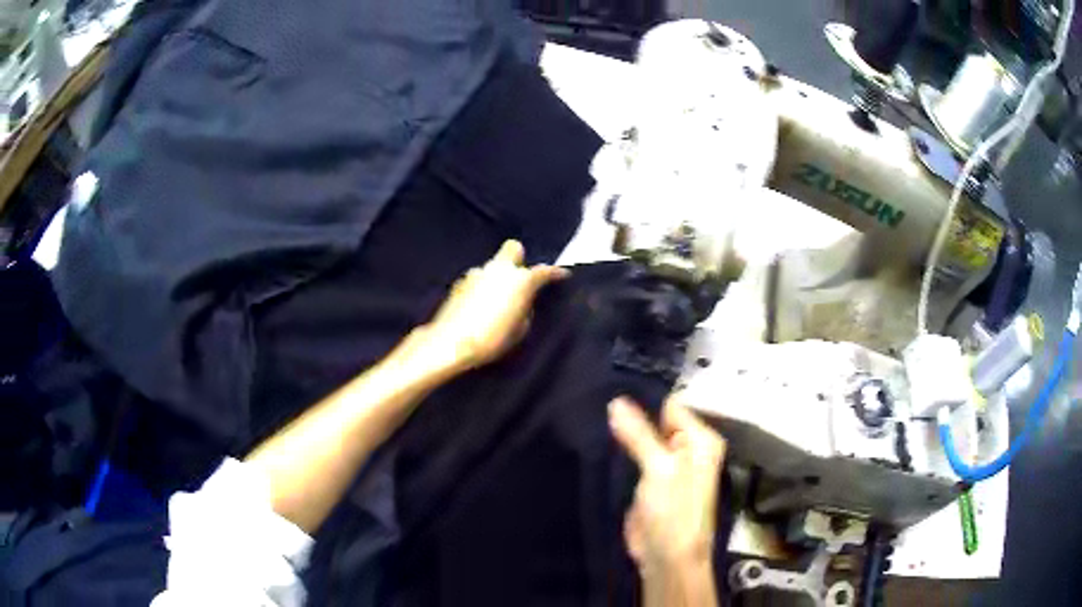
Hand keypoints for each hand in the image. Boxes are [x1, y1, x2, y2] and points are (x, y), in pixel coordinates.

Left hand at [422, 240, 567, 373]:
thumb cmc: (492, 339)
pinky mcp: (460, 282)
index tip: (563, 275)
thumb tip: (521, 302)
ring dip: (497, 277)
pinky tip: (478, 306)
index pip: (544, 271)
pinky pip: (478, 279)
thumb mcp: (520, 330)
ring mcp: (477, 273)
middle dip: (519, 258)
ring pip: (493, 266)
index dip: (556, 273)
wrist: (451, 342)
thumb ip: (524, 310)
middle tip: (520, 277)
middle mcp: (499, 269)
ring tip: (496, 299)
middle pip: (513, 248)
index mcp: (520, 281)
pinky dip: (482, 287)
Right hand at [609, 395, 726, 575]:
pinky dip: (618, 448)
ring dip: (622, 431)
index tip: (612, 387)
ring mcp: (666, 463)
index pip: (670, 405)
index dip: (643, 398)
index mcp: (700, 440)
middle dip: (630, 413)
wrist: (666, 557)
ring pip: (642, 436)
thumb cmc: (674, 513)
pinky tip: (597, 436)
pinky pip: (633, 454)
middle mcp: (687, 447)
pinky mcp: (648, 478)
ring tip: (592, 412)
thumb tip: (615, 401)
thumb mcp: (658, 470)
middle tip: (596, 398)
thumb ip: (639, 434)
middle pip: (656, 419)